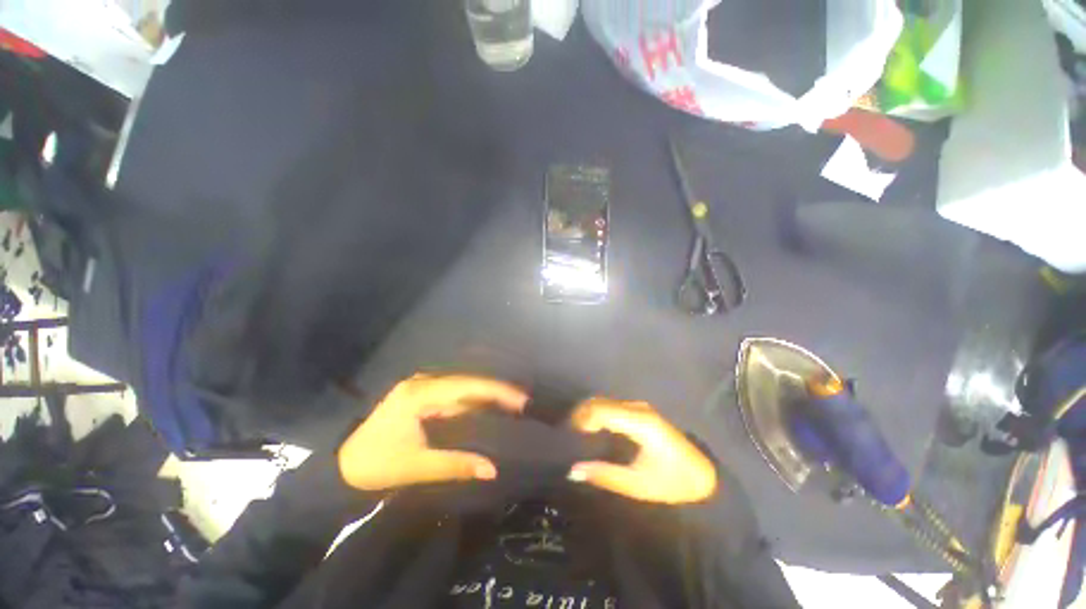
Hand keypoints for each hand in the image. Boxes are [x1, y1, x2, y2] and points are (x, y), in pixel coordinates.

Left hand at [338, 374, 526, 490]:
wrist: (342, 465)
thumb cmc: (375, 464)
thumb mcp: (416, 466)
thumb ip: (456, 465)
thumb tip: (492, 469)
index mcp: (420, 393)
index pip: (467, 386)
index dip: (496, 391)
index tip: (521, 400)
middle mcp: (423, 383)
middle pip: (468, 383)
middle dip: (496, 391)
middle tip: (523, 401)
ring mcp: (422, 388)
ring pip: (463, 387)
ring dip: (486, 395)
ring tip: (513, 403)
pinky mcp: (423, 396)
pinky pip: (455, 395)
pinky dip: (473, 402)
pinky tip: (489, 406)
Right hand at [567, 398, 716, 503]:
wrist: (704, 476)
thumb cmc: (673, 482)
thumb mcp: (637, 484)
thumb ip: (604, 475)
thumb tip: (573, 470)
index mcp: (639, 422)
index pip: (600, 410)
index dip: (580, 420)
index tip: (567, 436)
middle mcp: (637, 408)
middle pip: (600, 402)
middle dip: (581, 415)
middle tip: (568, 436)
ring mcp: (640, 407)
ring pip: (605, 402)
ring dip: (589, 414)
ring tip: (577, 434)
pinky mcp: (641, 411)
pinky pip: (612, 406)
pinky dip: (598, 414)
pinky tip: (593, 430)